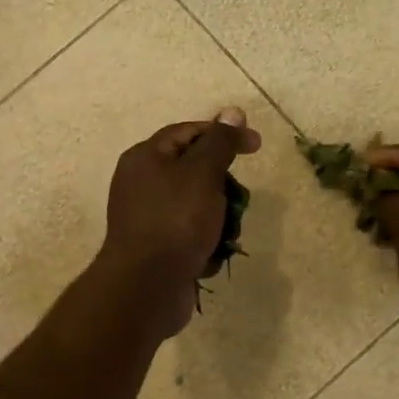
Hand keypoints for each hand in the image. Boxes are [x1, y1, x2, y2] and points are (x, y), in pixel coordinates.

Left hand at [97, 109, 262, 337]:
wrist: (147, 287)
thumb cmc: (176, 221)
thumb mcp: (203, 173)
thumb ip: (220, 142)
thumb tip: (233, 112)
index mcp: (145, 157)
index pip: (189, 132)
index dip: (224, 134)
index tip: (256, 145)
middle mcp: (141, 183)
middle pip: (194, 170)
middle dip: (222, 184)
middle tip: (238, 198)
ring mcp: (148, 217)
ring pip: (197, 205)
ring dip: (219, 217)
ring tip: (227, 232)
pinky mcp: (157, 247)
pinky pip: (190, 234)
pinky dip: (205, 242)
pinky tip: (211, 255)